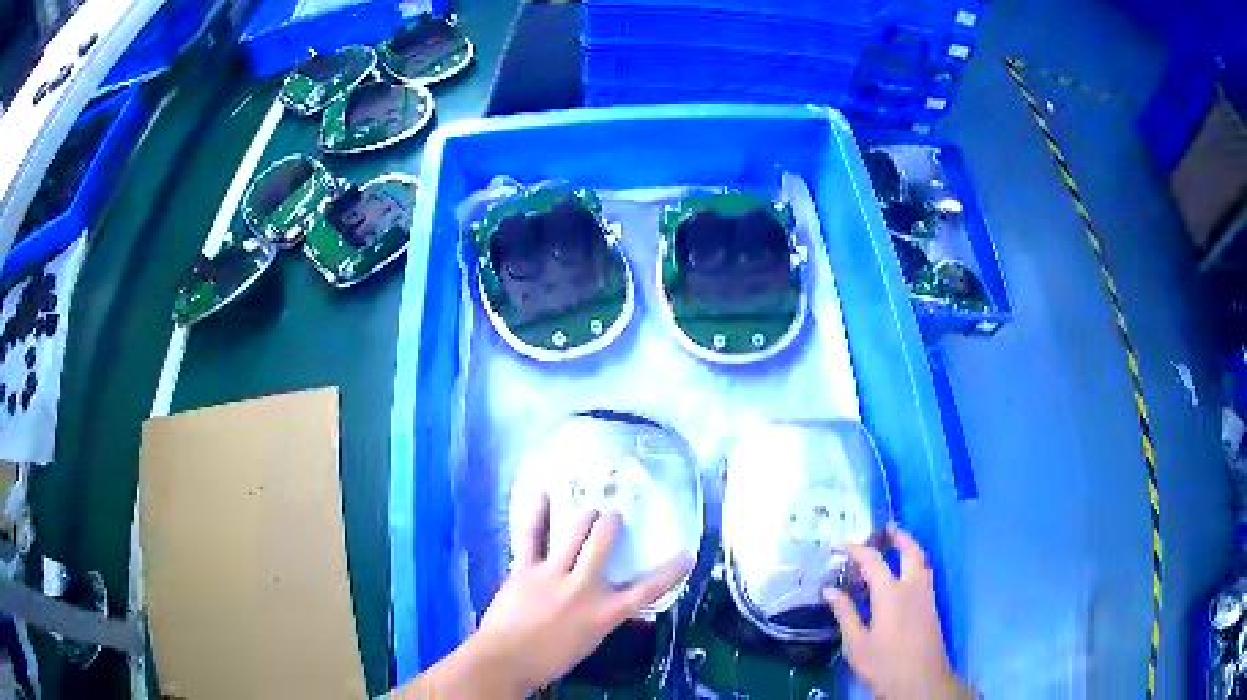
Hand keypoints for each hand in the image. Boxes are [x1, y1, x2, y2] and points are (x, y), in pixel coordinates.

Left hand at [471, 494, 690, 695]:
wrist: (506, 660)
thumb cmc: (549, 659)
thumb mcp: (589, 640)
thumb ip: (601, 616)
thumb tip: (609, 600)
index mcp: (604, 614)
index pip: (647, 590)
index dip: (671, 571)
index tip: (687, 555)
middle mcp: (583, 588)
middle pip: (604, 544)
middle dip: (611, 524)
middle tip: (613, 516)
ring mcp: (553, 575)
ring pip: (574, 533)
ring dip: (585, 516)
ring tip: (590, 508)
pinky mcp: (526, 569)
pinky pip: (530, 536)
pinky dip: (536, 514)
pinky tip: (542, 493)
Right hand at [823, 525, 967, 698]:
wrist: (920, 681)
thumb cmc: (884, 663)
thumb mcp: (857, 643)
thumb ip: (845, 614)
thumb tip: (830, 591)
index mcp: (890, 593)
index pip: (872, 560)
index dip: (855, 549)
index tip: (838, 547)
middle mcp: (912, 587)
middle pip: (910, 550)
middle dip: (899, 536)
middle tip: (886, 528)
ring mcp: (926, 596)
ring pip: (922, 561)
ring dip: (910, 548)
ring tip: (897, 546)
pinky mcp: (932, 607)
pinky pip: (925, 574)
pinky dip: (915, 564)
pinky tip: (905, 576)